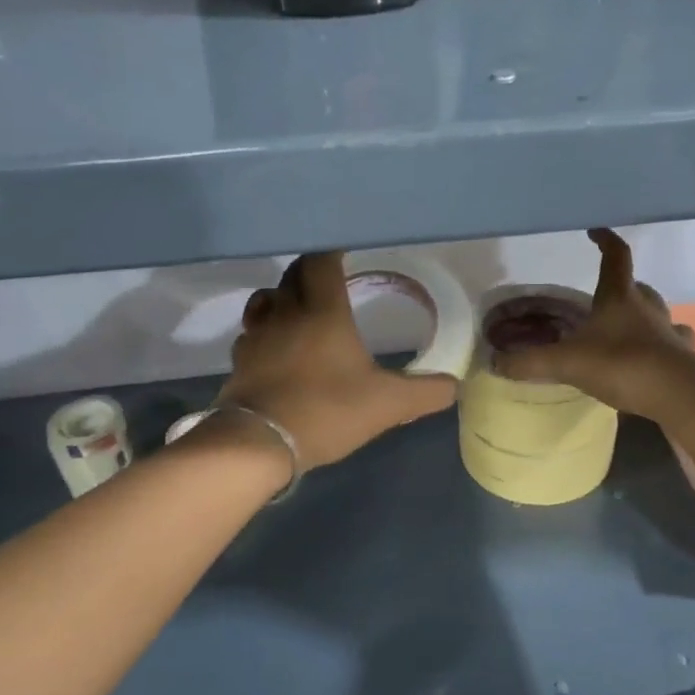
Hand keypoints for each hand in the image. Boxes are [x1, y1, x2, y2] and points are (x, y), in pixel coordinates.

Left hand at [220, 252, 458, 470]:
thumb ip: (425, 392)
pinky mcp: (239, 362)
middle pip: (293, 274)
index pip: (321, 261)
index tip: (346, 251)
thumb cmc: (327, 410)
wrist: (258, 443)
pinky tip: (277, 349)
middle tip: (330, 277)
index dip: (332, 252)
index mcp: (323, 311)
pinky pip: (251, 334)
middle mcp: (286, 313)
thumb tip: (455, 385)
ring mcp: (256, 336)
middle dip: (311, 270)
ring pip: (266, 300)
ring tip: (301, 308)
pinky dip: (265, 332)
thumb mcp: (388, 404)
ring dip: (283, 297)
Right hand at [492, 229, 694, 418]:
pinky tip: (654, 358)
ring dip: (644, 315)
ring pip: (659, 314)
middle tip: (606, 296)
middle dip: (624, 286)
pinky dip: (664, 346)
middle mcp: (648, 308)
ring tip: (627, 328)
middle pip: (638, 287)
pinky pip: (675, 344)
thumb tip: (495, 363)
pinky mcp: (684, 358)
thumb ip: (530, 362)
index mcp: (619, 297)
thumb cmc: (621, 364)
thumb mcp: (566, 363)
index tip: (595, 231)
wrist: (677, 393)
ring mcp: (670, 332)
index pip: (616, 257)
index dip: (605, 241)